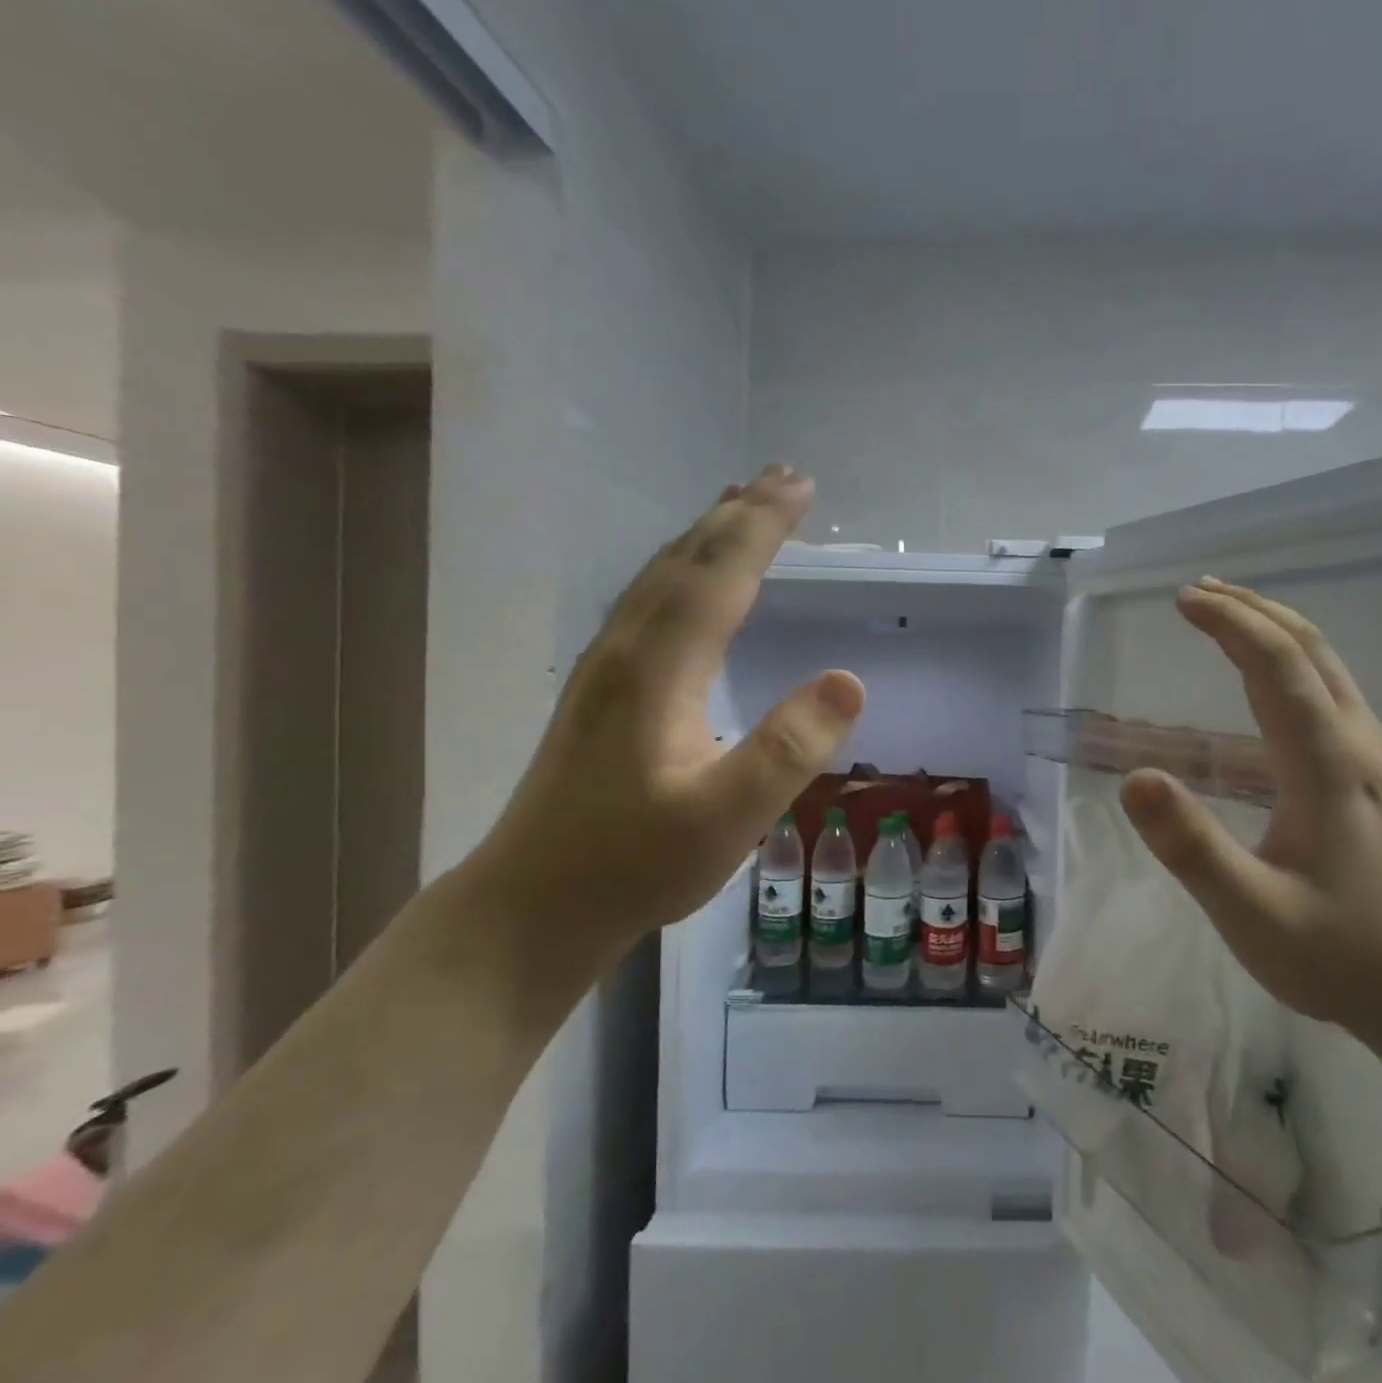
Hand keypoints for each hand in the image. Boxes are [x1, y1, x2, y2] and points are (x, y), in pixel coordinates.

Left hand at [467, 464, 864, 960]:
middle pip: (686, 560)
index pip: (720, 575)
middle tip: (782, 476)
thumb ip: (789, 748)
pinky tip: (687, 582)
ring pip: (659, 576)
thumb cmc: (634, 864)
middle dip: (737, 513)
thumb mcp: (727, 817)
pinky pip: (646, 601)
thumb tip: (849, 680)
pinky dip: (680, 569)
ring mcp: (604, 668)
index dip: (763, 526)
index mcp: (658, 668)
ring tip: (740, 507)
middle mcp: (626, 650)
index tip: (801, 485)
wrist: (531, 905)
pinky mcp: (598, 690)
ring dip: (705, 534)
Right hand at [1119, 577, 1381, 1039]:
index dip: (1230, 623)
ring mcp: (1375, 759)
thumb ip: (1191, 847)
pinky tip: (1268, 680)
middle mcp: (1358, 745)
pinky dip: (1291, 661)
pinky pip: (1330, 692)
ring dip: (1274, 629)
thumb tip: (1135, 777)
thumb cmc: (1346, 956)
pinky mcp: (1376, 778)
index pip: (1277, 665)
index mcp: (1328, 765)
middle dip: (1252, 610)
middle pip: (1309, 649)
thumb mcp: (1253, 913)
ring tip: (1227, 615)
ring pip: (1326, 666)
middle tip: (1197, 592)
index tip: (1183, 600)